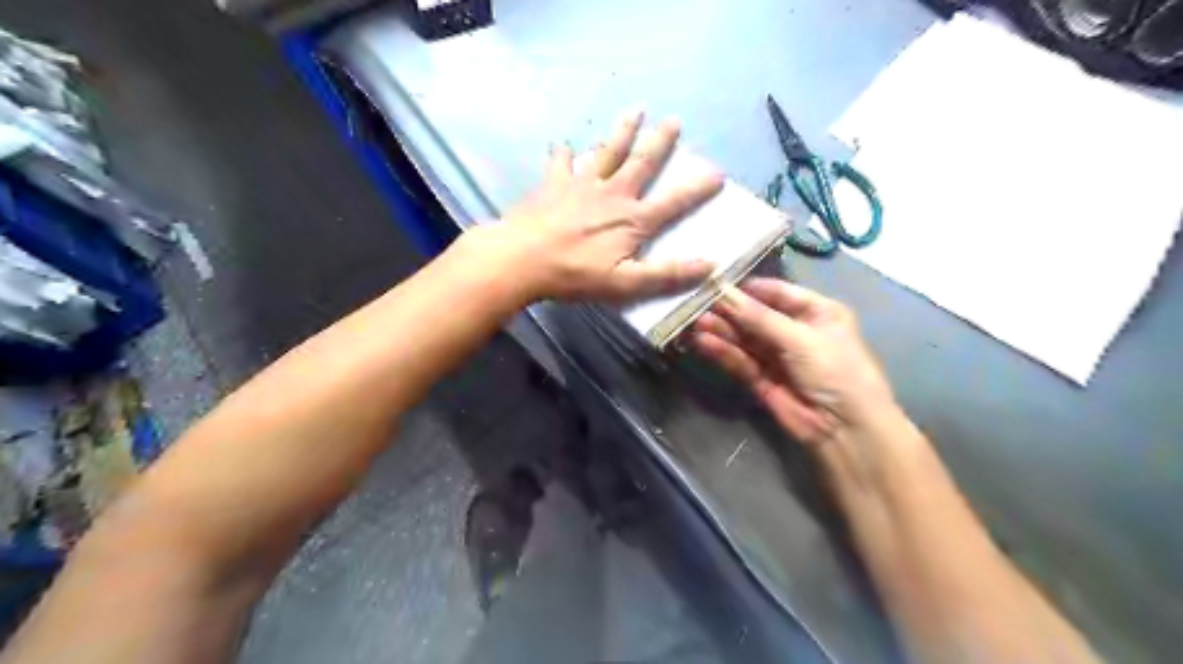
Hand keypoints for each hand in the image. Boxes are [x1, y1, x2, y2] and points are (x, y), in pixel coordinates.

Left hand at [471, 111, 719, 303]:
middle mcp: (612, 194)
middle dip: (660, 142)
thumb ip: (667, 274)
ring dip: (623, 132)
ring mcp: (581, 185)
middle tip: (674, 121)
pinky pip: (562, 164)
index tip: (718, 174)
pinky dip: (565, 154)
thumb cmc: (575, 275)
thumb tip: (709, 265)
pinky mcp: (554, 184)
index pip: (673, 202)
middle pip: (641, 163)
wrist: (522, 260)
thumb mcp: (626, 283)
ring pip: (608, 153)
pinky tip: (564, 146)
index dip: (697, 189)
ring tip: (635, 111)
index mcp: (632, 220)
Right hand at [696, 277, 898, 447]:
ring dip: (723, 331)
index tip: (718, 283)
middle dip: (731, 311)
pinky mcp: (762, 380)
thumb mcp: (800, 338)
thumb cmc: (835, 371)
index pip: (778, 292)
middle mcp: (796, 331)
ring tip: (696, 323)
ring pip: (745, 339)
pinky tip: (705, 343)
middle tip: (699, 304)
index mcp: (817, 312)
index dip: (749, 289)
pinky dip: (723, 352)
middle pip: (757, 316)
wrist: (845, 430)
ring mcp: (778, 357)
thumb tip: (725, 295)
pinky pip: (741, 361)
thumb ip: (760, 318)